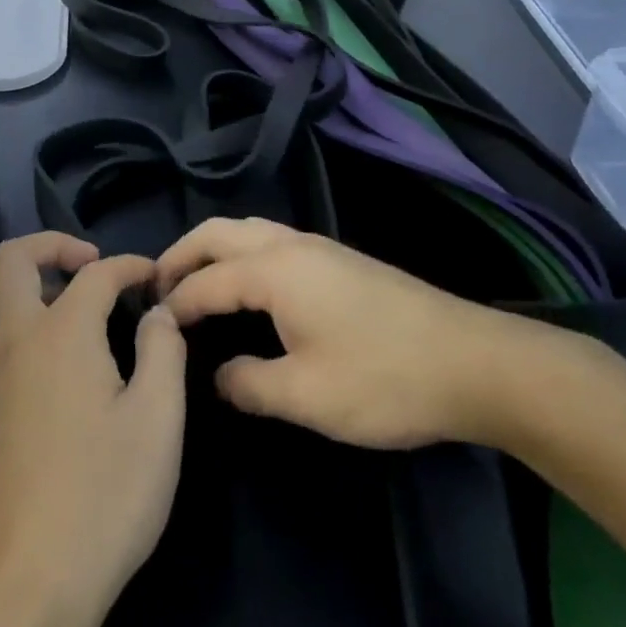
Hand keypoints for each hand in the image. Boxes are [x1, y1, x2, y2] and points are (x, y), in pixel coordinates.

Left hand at [0, 232, 187, 626]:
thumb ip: (163, 351)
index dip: (130, 266)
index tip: (156, 278)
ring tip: (91, 312)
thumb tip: (158, 314)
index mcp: (60, 332)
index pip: (95, 273)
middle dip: (53, 245)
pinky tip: (72, 366)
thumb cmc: (103, 495)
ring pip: (4, 300)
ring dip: (41, 285)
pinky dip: (34, 324)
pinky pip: (6, 339)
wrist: (25, 580)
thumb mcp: (158, 421)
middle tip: (94, 263)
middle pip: (12, 259)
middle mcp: (16, 340)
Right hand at [158, 217, 540, 449]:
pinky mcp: (341, 261)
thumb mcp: (307, 395)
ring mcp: (320, 248)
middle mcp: (291, 245)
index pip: (206, 280)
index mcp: (274, 269)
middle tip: (156, 287)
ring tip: (194, 284)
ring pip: (247, 231)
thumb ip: (249, 384)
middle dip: (181, 254)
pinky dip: (240, 255)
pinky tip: (247, 289)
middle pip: (219, 233)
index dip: (174, 303)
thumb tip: (218, 376)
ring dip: (212, 250)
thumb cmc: (384, 378)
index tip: (150, 328)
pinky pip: (271, 242)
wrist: (475, 362)